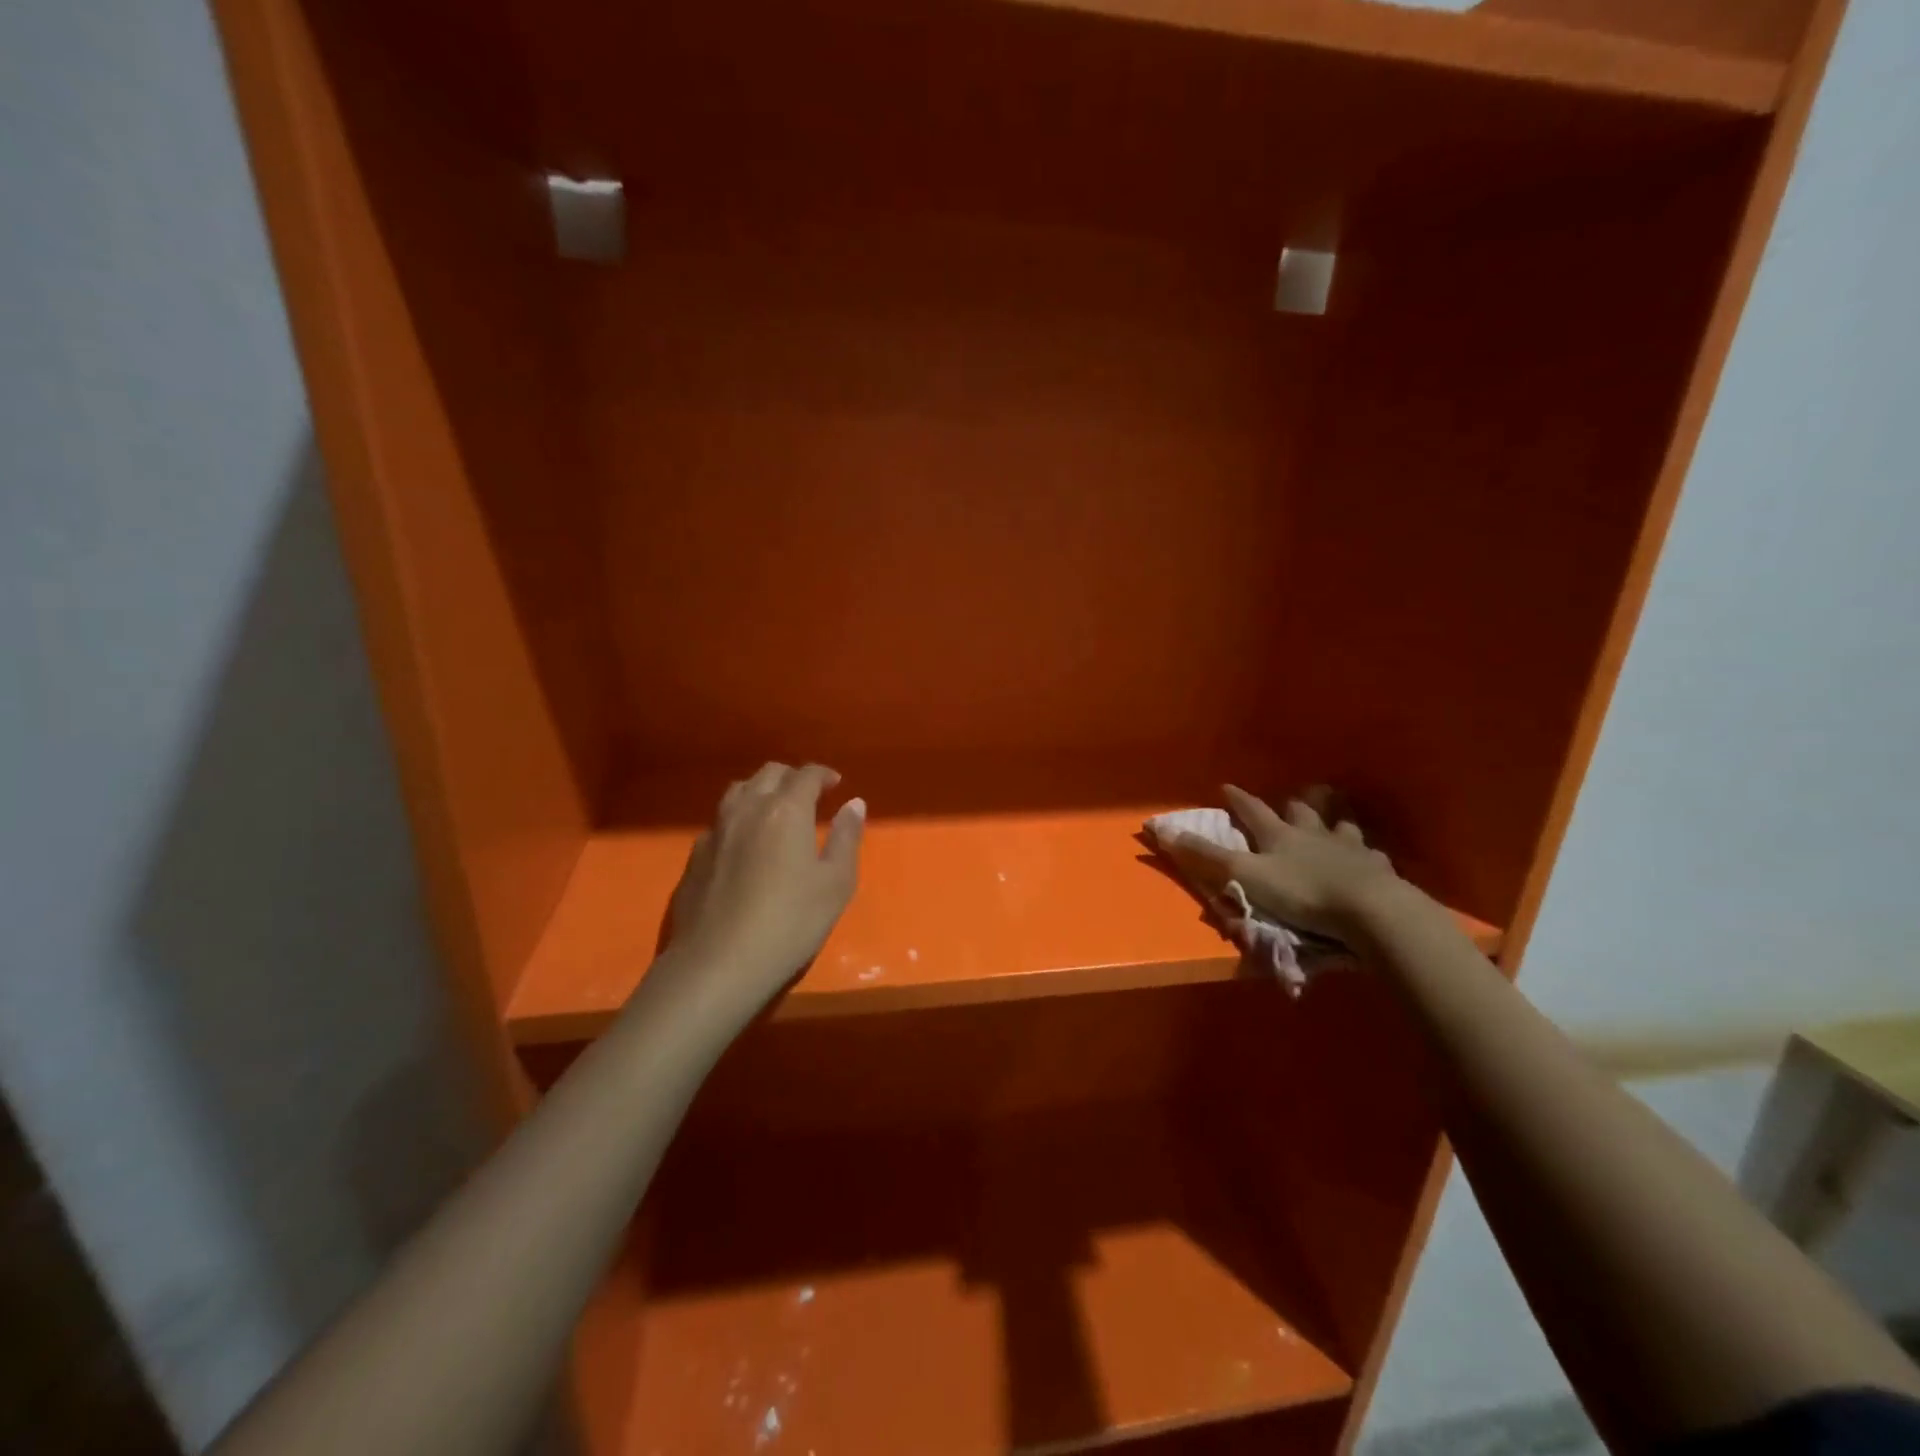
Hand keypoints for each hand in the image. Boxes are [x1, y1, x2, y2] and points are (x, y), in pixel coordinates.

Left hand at [657, 763, 864, 1015]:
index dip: (823, 774)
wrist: (717, 964)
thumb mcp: (835, 883)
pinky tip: (745, 844)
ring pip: (739, 790)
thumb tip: (854, 804)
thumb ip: (847, 838)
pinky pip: (721, 821)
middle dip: (792, 778)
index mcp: (786, 809)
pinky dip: (739, 819)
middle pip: (770, 774)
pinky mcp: (695, 855)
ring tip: (775, 811)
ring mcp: (716, 830)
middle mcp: (748, 808)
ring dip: (762, 790)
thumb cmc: (790, 922)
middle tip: (809, 796)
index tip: (835, 784)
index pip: (806, 774)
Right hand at [1165, 785, 1402, 940]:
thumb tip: (1160, 829)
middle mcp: (1314, 834)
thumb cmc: (1301, 892)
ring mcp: (1350, 849)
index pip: (1252, 810)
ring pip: (1339, 826)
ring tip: (1333, 821)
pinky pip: (1372, 855)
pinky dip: (1366, 854)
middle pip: (1301, 812)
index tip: (1226, 786)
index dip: (1238, 800)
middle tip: (1289, 800)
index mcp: (1279, 835)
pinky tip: (1370, 857)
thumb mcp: (1244, 875)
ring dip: (1333, 821)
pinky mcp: (1378, 870)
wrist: (1369, 910)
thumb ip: (1206, 857)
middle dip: (1292, 805)